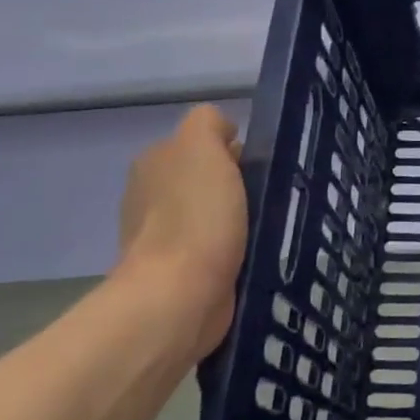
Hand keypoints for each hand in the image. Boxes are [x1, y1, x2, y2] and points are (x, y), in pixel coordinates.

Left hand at [117, 105, 248, 351]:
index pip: (203, 141)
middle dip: (238, 185)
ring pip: (216, 212)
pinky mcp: (182, 271)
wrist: (180, 295)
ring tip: (266, 228)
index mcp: (155, 162)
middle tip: (266, 199)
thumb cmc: (196, 216)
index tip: (256, 169)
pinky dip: (235, 248)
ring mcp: (164, 236)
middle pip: (209, 177)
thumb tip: (225, 135)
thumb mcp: (202, 146)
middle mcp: (152, 194)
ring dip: (240, 219)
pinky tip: (252, 254)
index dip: (233, 150)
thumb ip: (209, 124)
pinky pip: (218, 247)